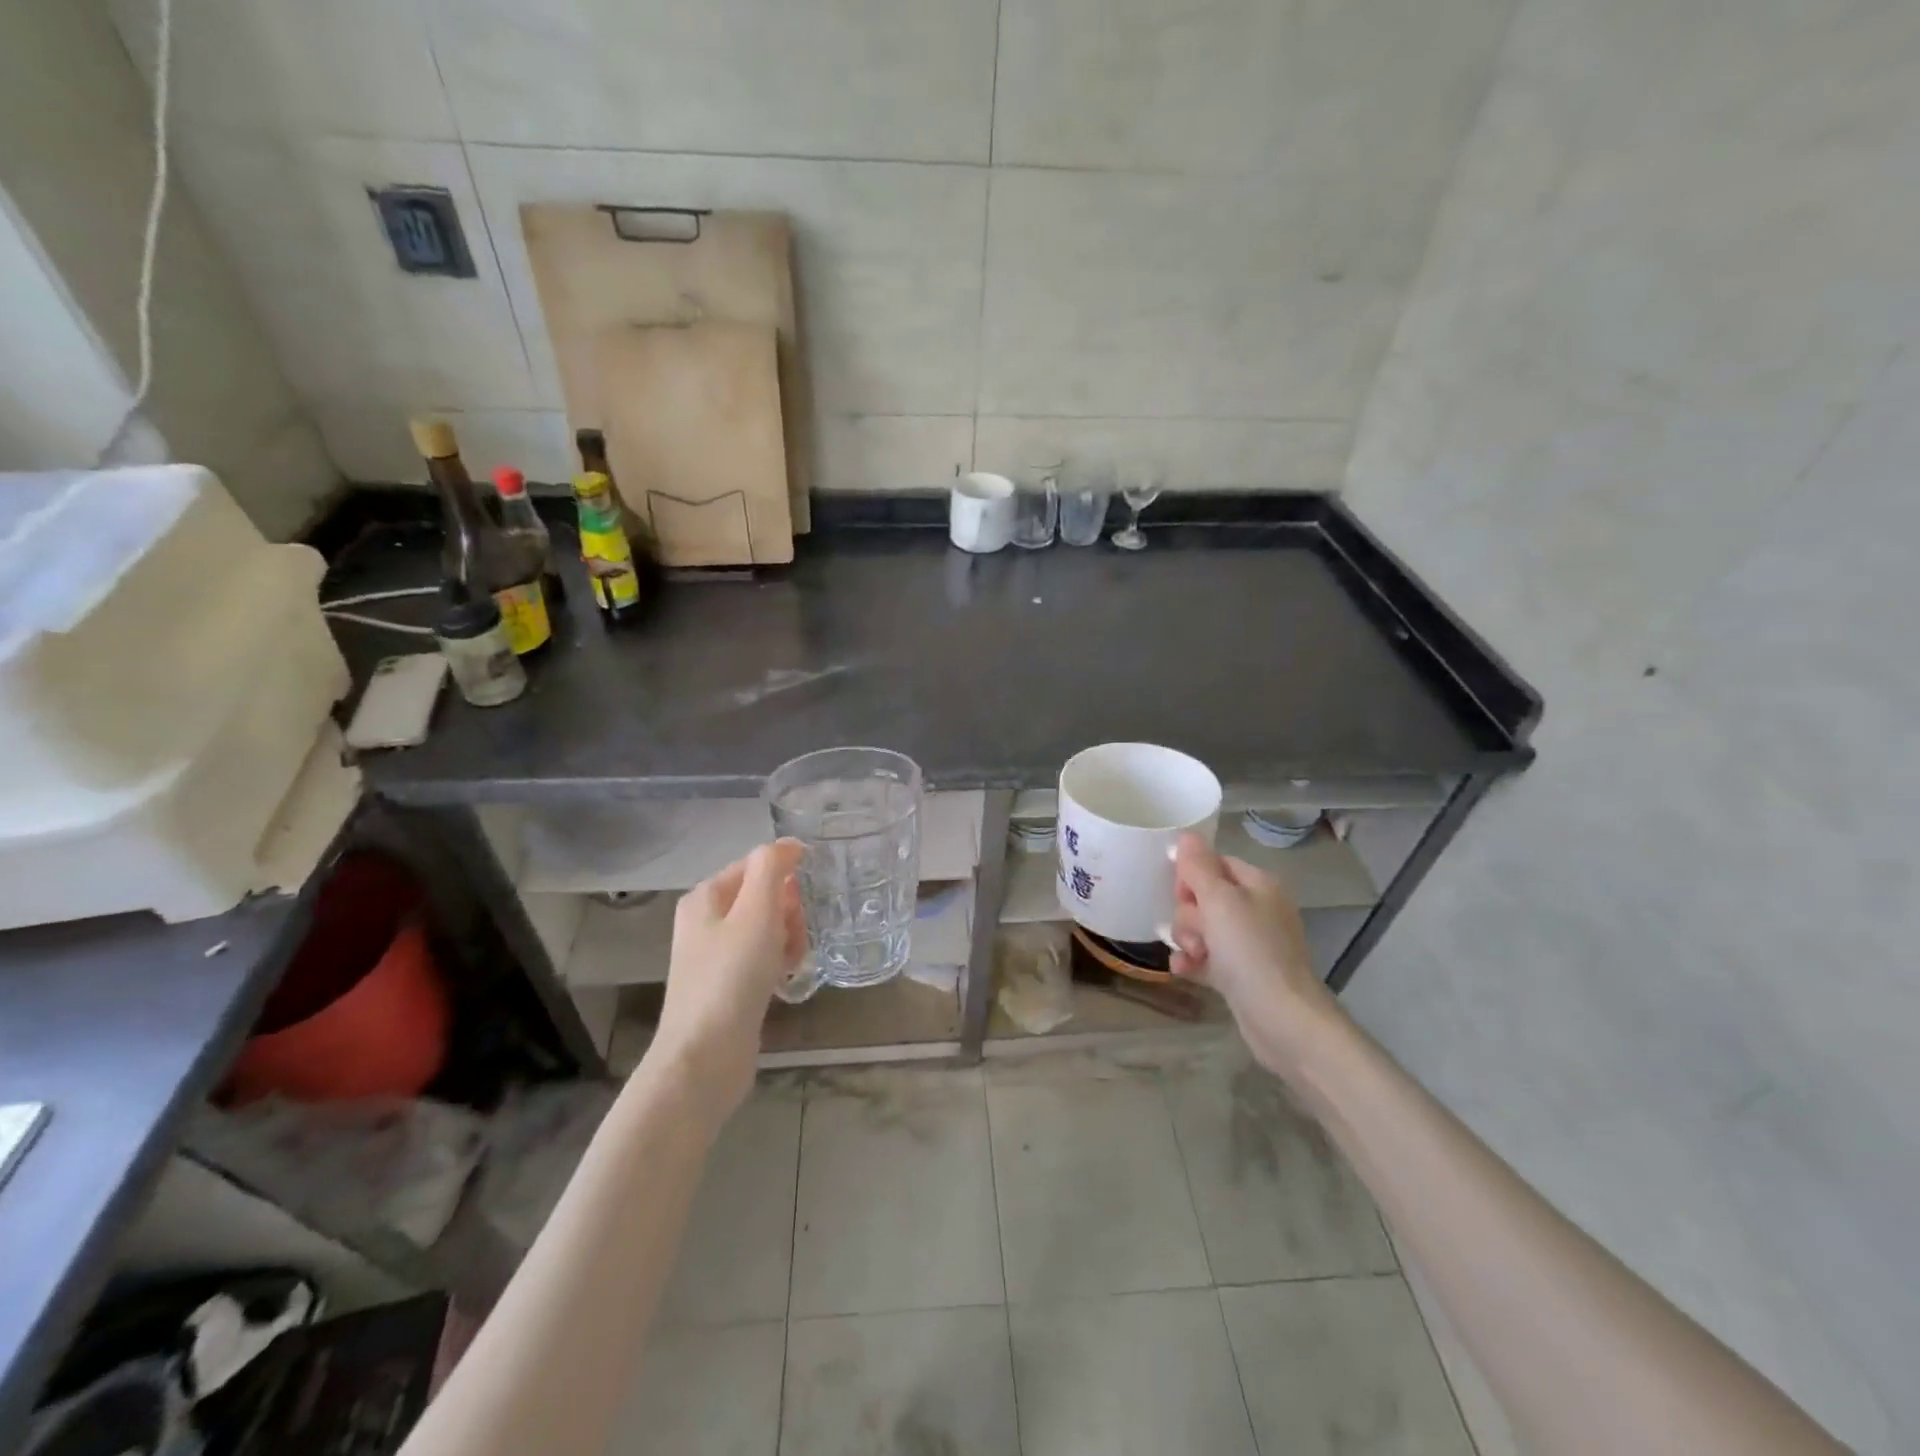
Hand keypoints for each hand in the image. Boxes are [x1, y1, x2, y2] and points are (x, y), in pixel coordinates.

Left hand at [655, 840, 807, 1117]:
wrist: (705, 1057)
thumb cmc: (731, 977)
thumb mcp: (756, 912)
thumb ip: (771, 869)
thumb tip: (787, 844)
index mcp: (705, 897)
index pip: (755, 865)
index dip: (786, 875)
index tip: (808, 897)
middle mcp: (706, 922)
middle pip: (763, 897)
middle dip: (789, 911)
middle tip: (795, 934)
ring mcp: (715, 956)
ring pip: (767, 929)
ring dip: (789, 938)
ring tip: (793, 962)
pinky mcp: (728, 986)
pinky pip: (763, 959)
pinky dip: (779, 963)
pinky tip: (787, 979)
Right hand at [1169, 832, 1342, 1080]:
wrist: (1282, 1019)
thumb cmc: (1251, 951)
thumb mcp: (1220, 901)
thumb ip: (1198, 867)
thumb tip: (1185, 836)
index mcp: (1258, 885)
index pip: (1213, 864)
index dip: (1191, 877)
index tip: (1181, 894)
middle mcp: (1255, 909)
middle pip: (1203, 897)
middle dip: (1189, 914)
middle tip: (1198, 933)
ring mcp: (1248, 943)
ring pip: (1201, 928)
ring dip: (1188, 940)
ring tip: (1194, 955)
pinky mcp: (1240, 973)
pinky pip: (1205, 957)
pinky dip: (1192, 962)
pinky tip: (1184, 971)